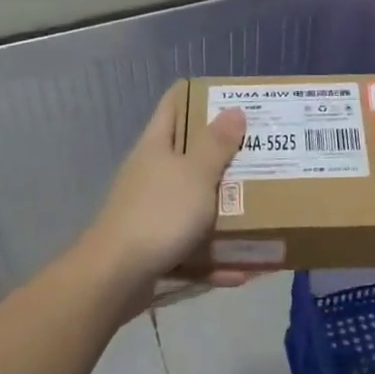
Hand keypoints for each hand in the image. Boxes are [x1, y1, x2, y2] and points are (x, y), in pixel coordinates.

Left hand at [80, 84, 248, 307]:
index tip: (232, 97)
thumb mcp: (196, 174)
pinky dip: (215, 258)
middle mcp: (151, 174)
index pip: (174, 105)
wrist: (115, 277)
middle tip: (260, 151)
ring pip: (192, 202)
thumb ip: (217, 144)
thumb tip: (233, 109)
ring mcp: (150, 212)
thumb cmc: (159, 214)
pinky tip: (243, 271)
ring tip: (259, 208)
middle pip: (188, 155)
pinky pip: (191, 248)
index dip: (199, 96)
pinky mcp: (154, 247)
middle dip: (223, 154)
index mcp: (156, 147)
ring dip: (222, 209)